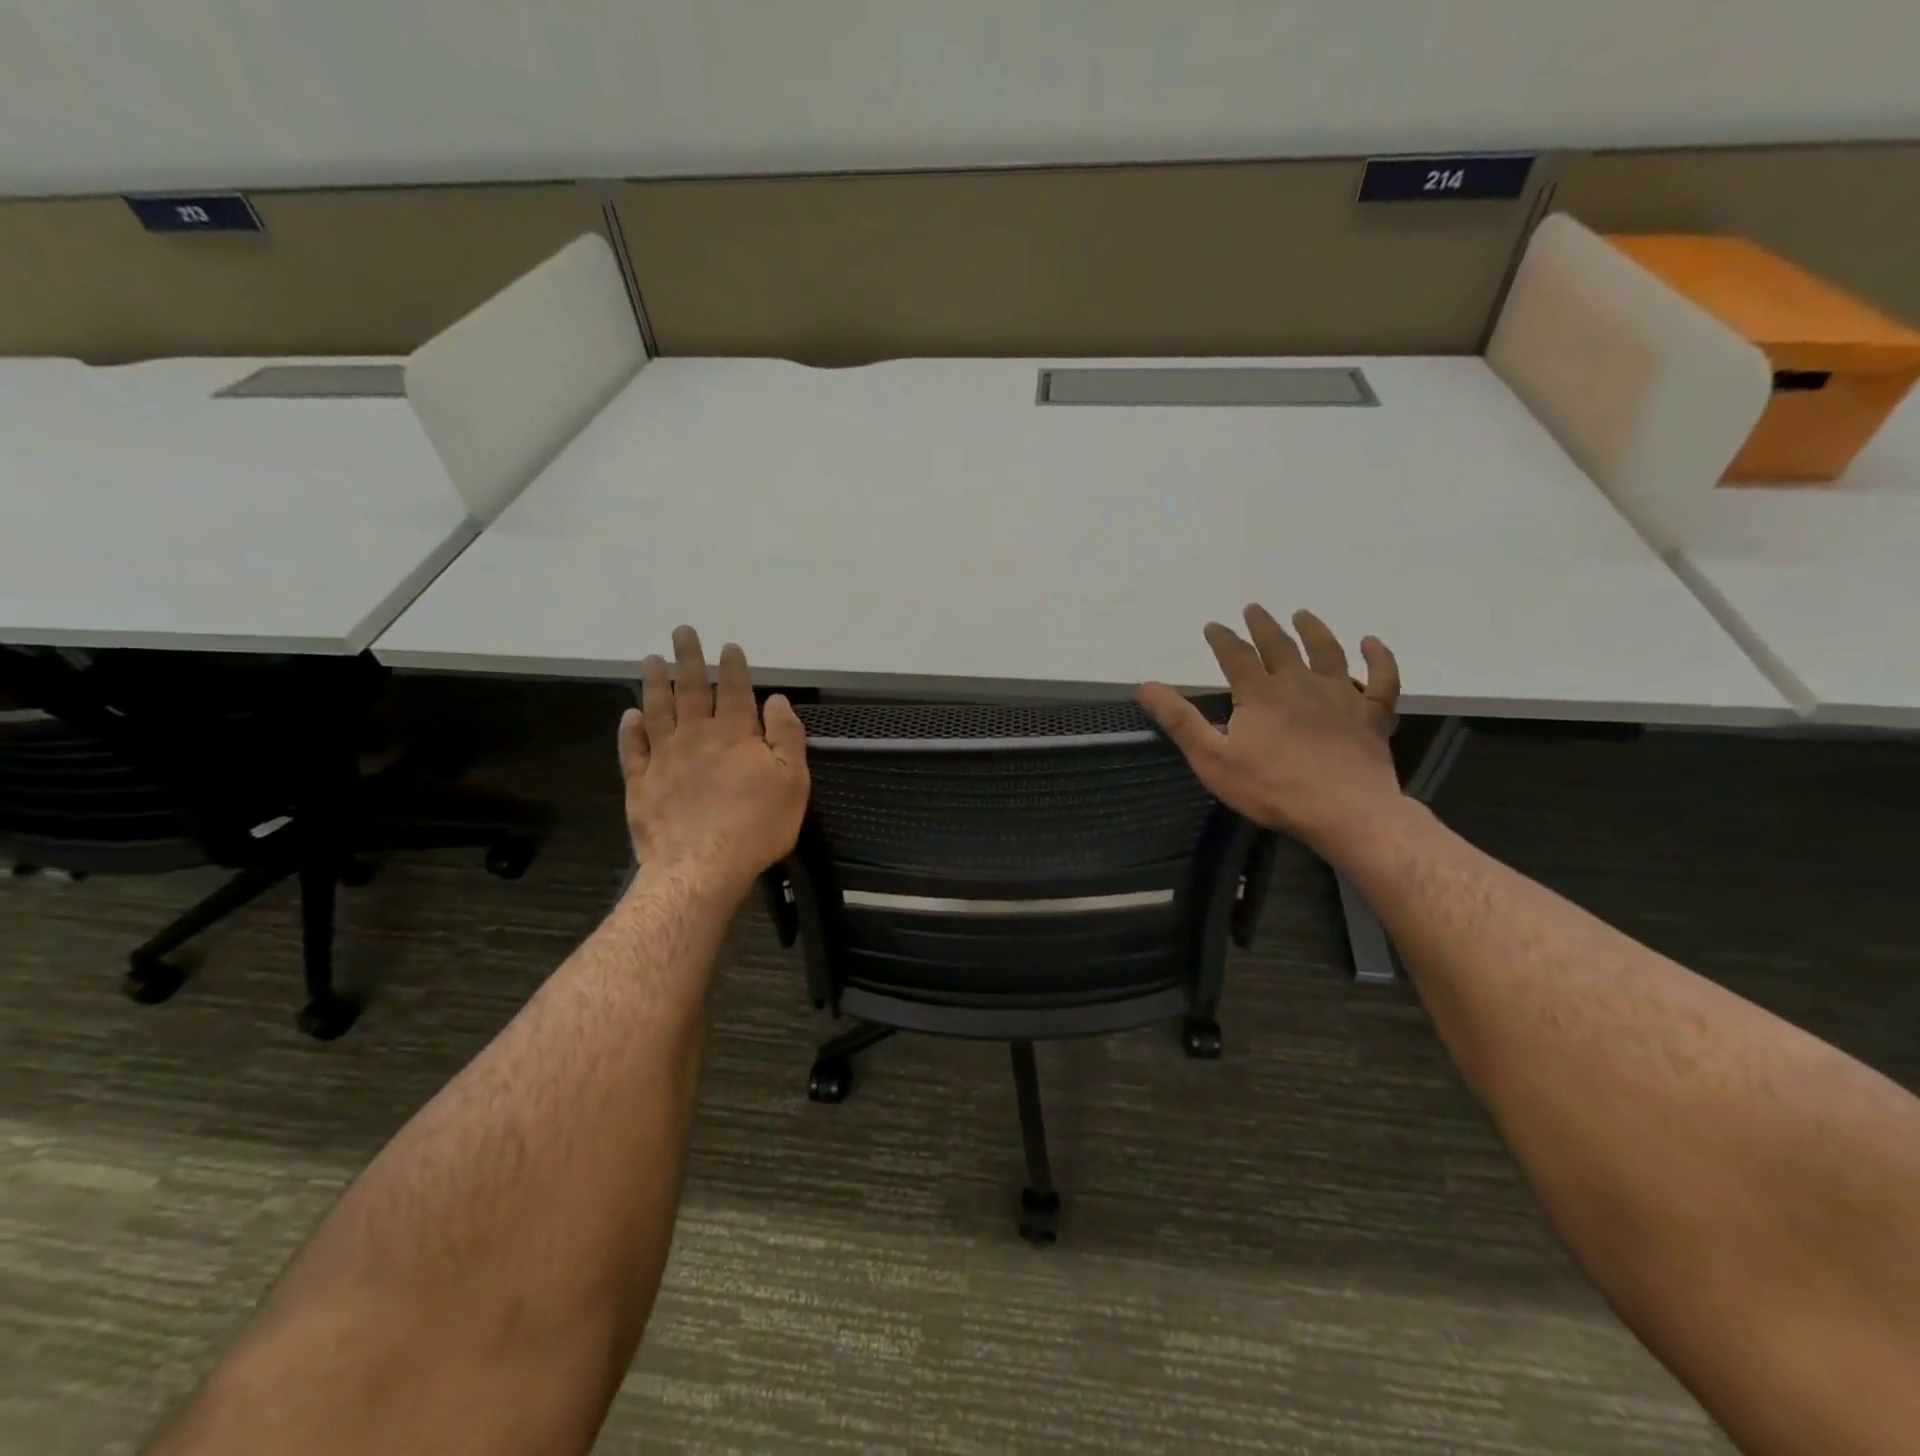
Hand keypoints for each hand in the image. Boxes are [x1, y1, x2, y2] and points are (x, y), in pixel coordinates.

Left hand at [618, 627, 808, 898]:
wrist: (702, 866)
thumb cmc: (757, 825)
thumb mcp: (793, 781)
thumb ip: (786, 736)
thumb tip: (777, 700)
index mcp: (735, 734)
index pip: (735, 691)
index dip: (733, 667)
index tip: (728, 646)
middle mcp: (696, 736)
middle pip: (691, 689)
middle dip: (689, 659)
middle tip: (681, 631)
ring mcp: (664, 758)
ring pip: (657, 710)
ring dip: (654, 683)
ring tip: (650, 660)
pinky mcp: (641, 783)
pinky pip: (633, 749)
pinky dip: (630, 729)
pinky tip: (629, 714)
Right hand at [1138, 605, 1402, 850]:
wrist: (1345, 811)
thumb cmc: (1272, 787)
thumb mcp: (1212, 758)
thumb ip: (1180, 720)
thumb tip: (1146, 685)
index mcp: (1261, 693)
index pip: (1236, 656)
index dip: (1222, 639)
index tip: (1212, 625)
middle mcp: (1301, 683)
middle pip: (1280, 646)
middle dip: (1263, 626)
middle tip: (1254, 609)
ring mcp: (1342, 696)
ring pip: (1328, 652)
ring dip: (1314, 630)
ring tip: (1304, 614)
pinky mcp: (1372, 715)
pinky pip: (1381, 679)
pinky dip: (1379, 658)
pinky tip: (1372, 643)